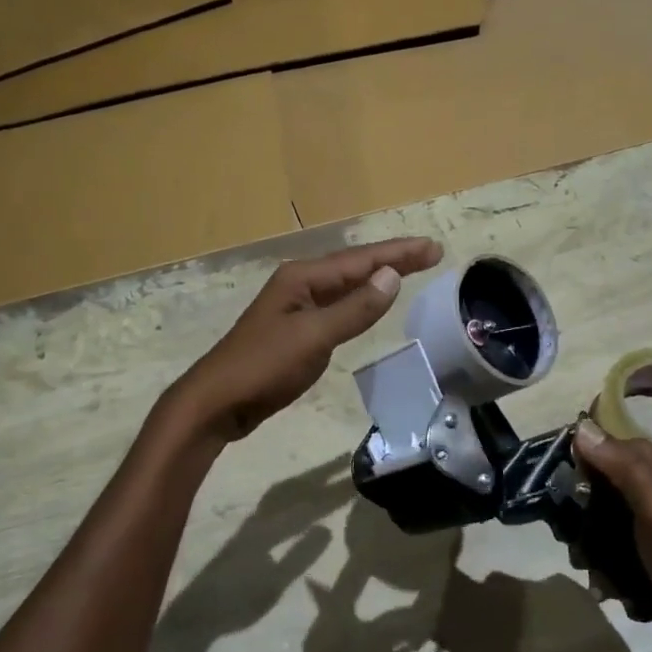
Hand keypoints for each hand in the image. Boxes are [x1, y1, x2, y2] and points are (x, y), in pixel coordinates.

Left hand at [171, 238, 443, 442]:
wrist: (217, 402)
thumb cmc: (263, 366)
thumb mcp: (313, 337)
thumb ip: (354, 309)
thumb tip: (392, 276)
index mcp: (302, 278)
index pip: (359, 260)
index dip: (398, 253)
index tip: (433, 248)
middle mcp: (299, 285)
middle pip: (353, 267)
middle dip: (392, 259)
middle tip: (430, 254)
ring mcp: (296, 308)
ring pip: (345, 286)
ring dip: (377, 278)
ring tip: (409, 270)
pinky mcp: (296, 331)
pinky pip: (336, 307)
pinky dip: (359, 303)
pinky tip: (370, 305)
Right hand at [572, 419, 651, 625]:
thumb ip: (621, 466)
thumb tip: (580, 428)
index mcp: (638, 457)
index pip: (585, 443)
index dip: (566, 466)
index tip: (559, 499)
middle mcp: (633, 472)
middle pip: (581, 481)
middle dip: (572, 514)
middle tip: (577, 543)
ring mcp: (633, 501)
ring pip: (587, 510)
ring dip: (584, 542)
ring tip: (592, 569)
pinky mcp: (633, 528)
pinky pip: (601, 532)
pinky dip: (598, 556)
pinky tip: (603, 579)